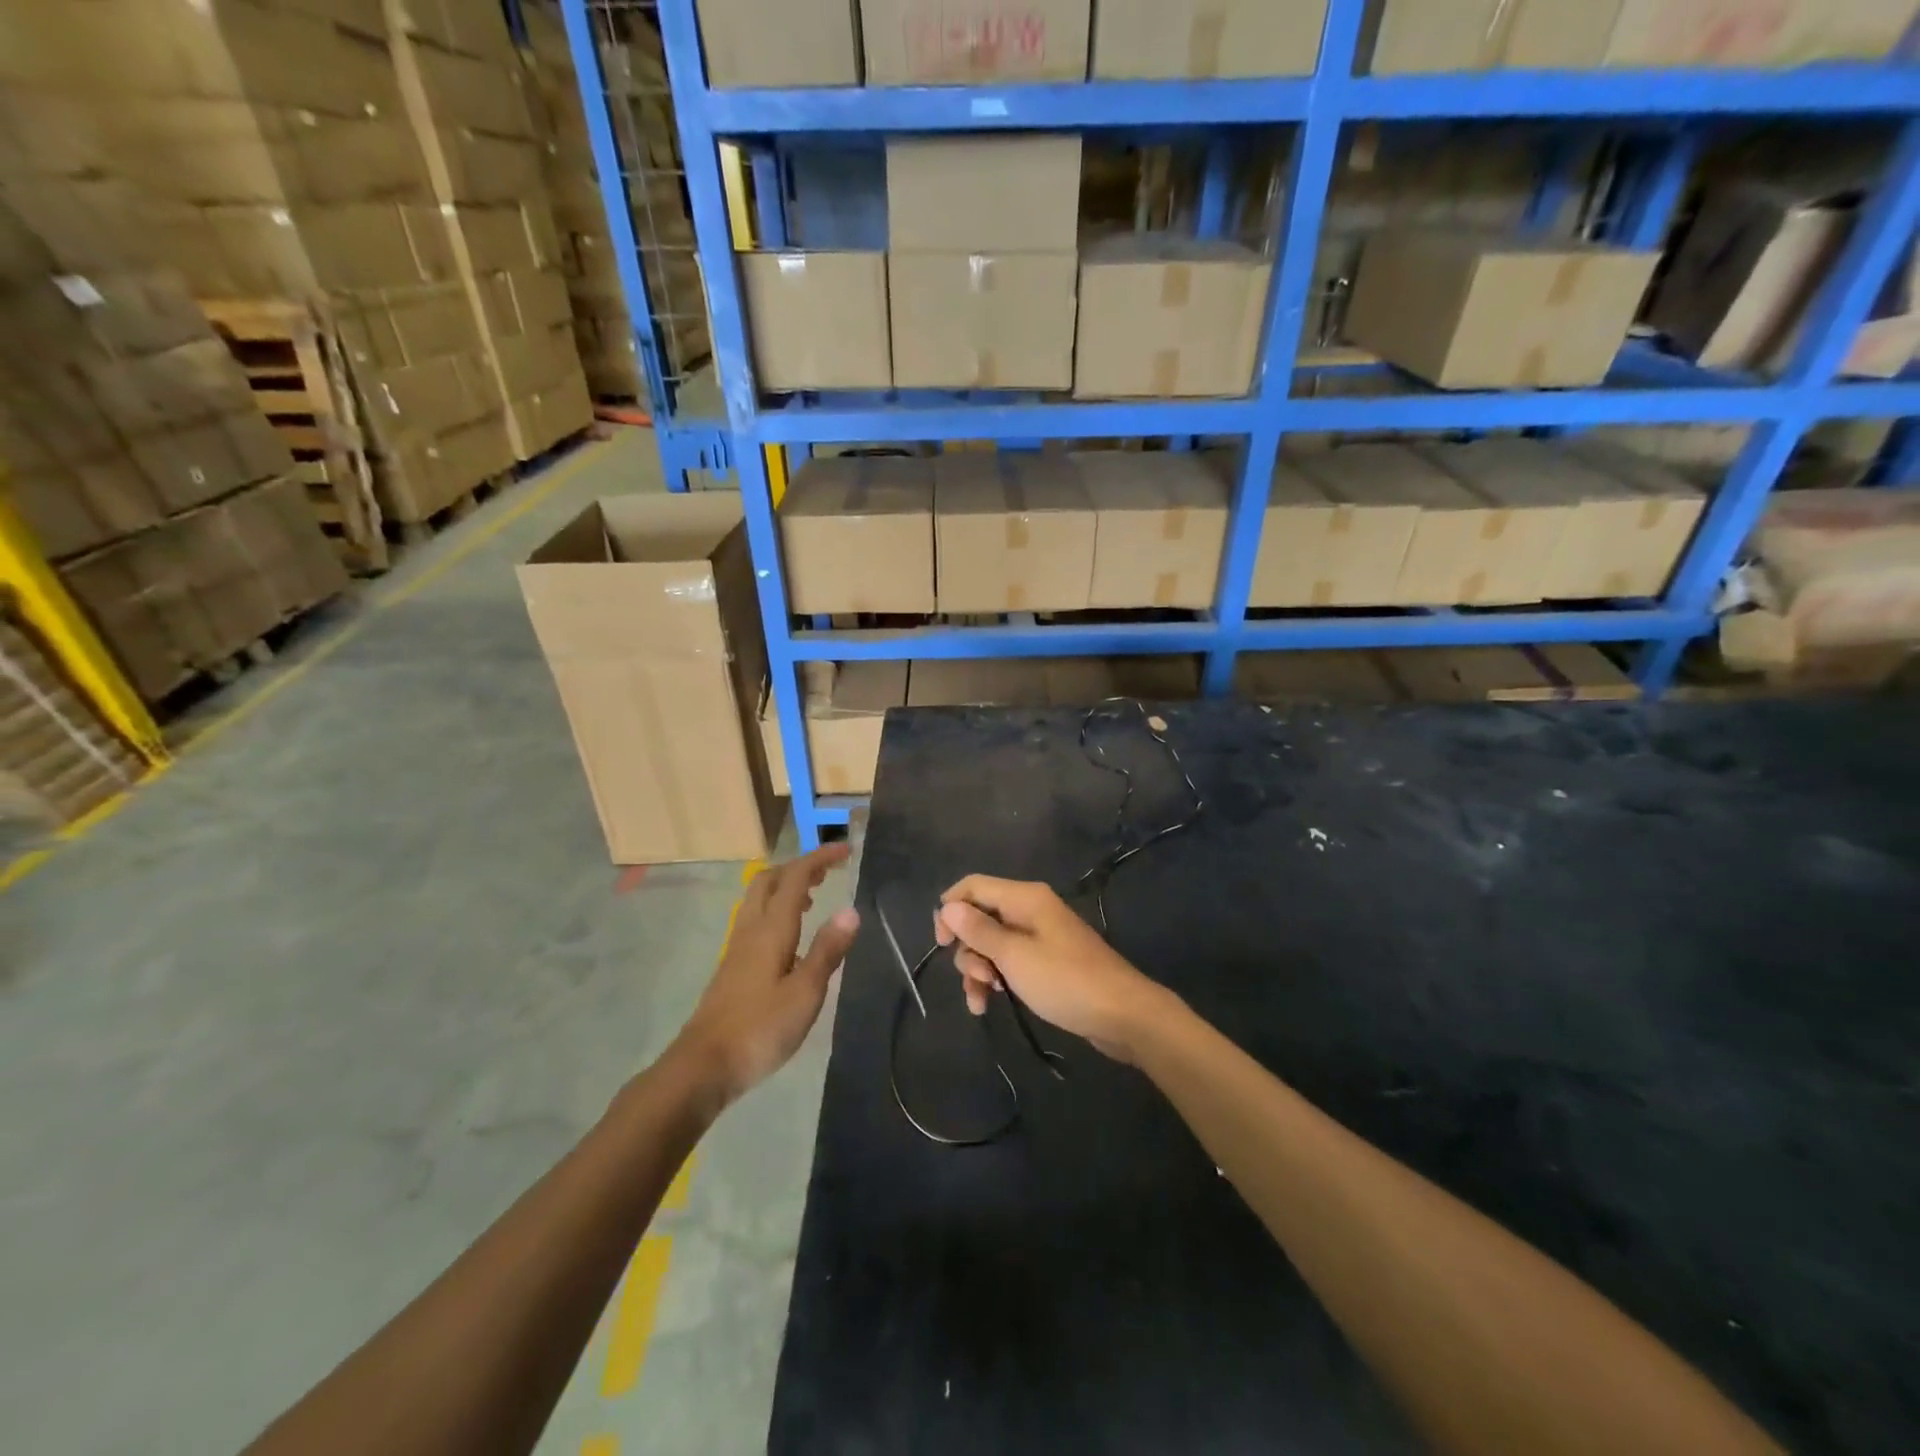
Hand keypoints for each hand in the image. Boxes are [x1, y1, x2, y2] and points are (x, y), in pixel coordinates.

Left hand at [675, 845, 857, 1104]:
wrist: (703, 1065)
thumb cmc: (760, 1029)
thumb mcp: (805, 993)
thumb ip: (827, 950)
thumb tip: (851, 910)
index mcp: (771, 929)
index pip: (795, 877)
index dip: (819, 858)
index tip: (846, 850)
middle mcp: (751, 929)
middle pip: (770, 880)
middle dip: (799, 867)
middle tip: (828, 872)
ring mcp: (737, 947)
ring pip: (759, 899)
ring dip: (786, 887)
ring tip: (813, 898)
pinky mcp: (732, 967)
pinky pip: (756, 919)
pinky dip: (777, 910)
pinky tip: (791, 936)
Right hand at [936, 877, 1169, 1063]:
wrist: (1123, 1014)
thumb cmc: (1065, 981)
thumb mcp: (1014, 957)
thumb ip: (979, 931)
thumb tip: (948, 906)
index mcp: (1024, 898)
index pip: (973, 886)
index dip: (950, 910)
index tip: (941, 943)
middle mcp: (1030, 910)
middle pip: (979, 917)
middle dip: (968, 949)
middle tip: (978, 978)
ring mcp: (1039, 936)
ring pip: (991, 944)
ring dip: (978, 970)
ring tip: (983, 999)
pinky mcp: (1046, 962)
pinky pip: (1009, 962)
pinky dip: (995, 979)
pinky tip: (987, 1005)